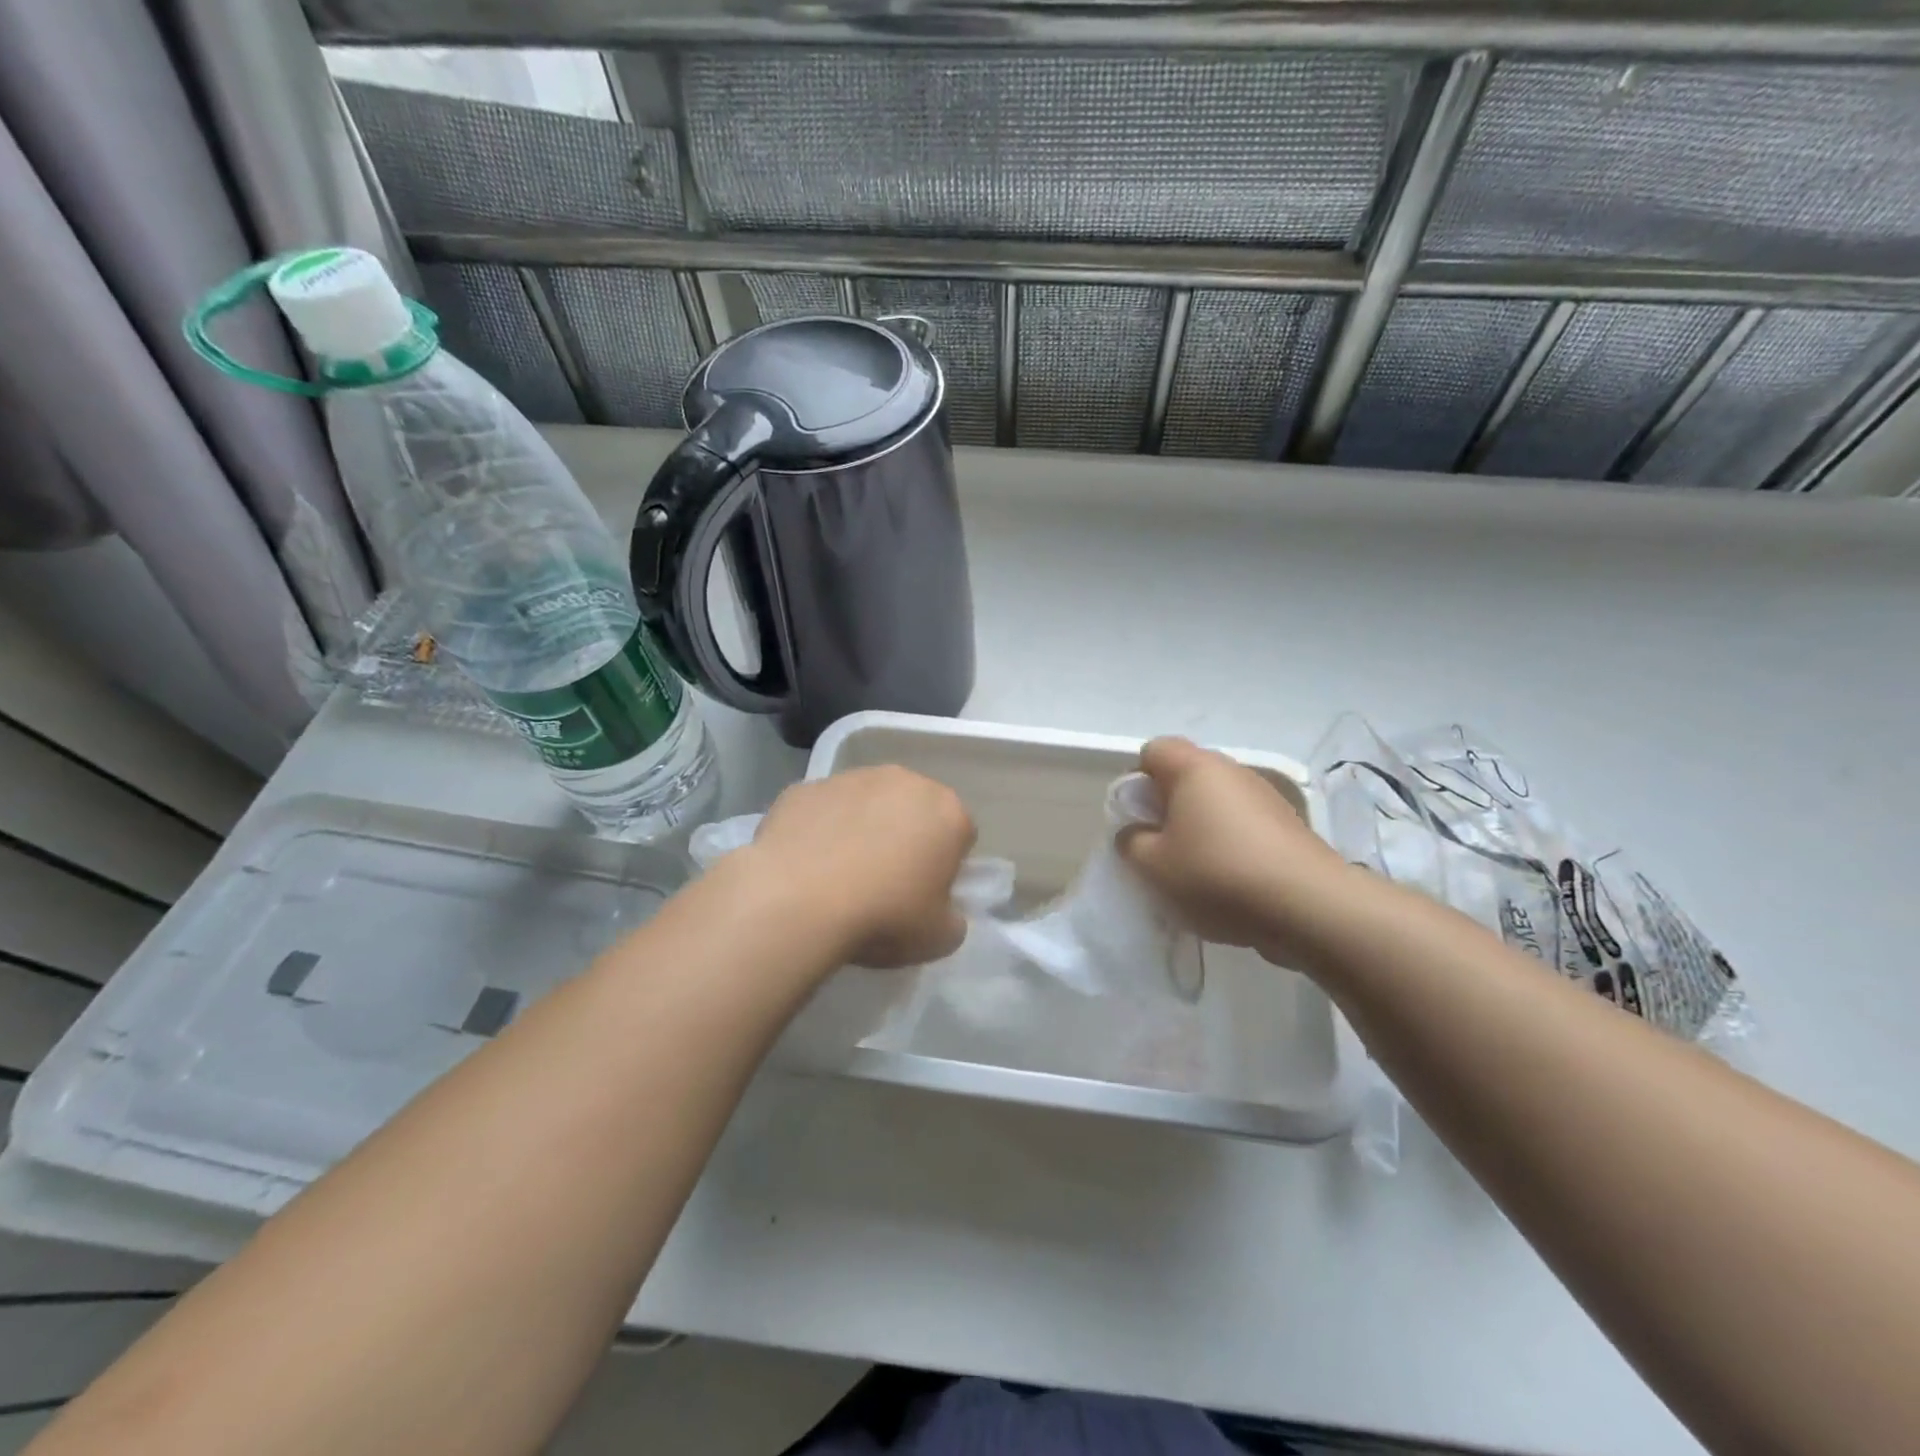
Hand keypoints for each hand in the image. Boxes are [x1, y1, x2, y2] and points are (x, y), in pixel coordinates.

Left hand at [745, 766, 975, 968]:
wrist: (797, 902)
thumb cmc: (883, 916)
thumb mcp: (940, 939)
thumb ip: (952, 917)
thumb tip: (942, 909)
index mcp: (947, 812)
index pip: (960, 835)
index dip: (946, 866)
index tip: (925, 895)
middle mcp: (904, 782)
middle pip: (914, 809)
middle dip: (906, 838)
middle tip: (885, 883)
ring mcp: (851, 779)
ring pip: (867, 803)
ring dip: (862, 828)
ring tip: (840, 875)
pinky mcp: (805, 787)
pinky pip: (823, 809)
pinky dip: (820, 830)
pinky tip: (806, 866)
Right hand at [1120, 737, 1354, 967]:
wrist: (1308, 906)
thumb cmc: (1217, 874)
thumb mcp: (1153, 866)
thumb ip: (1131, 842)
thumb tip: (1136, 833)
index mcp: (1194, 768)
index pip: (1154, 750)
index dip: (1137, 779)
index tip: (1137, 817)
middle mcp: (1232, 771)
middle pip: (1187, 775)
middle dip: (1168, 806)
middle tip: (1160, 846)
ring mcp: (1265, 796)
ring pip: (1217, 802)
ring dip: (1201, 827)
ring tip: (1196, 869)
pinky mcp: (1289, 824)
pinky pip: (1244, 824)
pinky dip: (1230, 843)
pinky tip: (1230, 881)